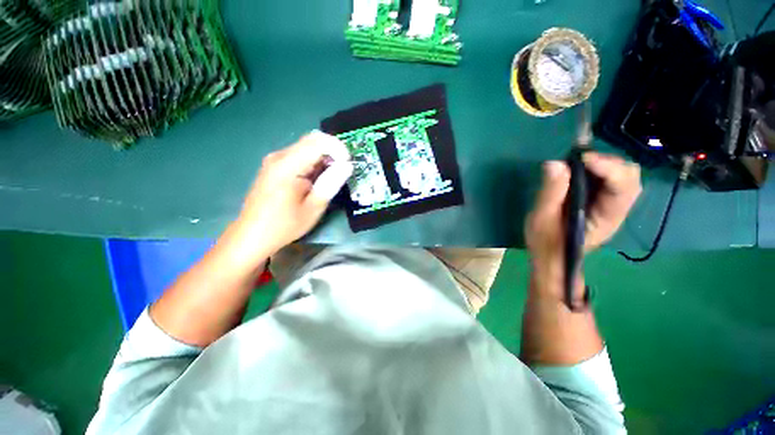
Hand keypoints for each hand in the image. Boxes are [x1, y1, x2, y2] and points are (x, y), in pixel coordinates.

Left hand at [228, 131, 351, 259]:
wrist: (252, 236)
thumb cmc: (284, 225)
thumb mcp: (313, 207)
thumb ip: (331, 183)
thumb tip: (347, 165)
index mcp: (287, 166)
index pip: (318, 142)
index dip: (338, 149)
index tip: (348, 164)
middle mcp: (279, 156)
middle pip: (312, 140)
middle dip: (333, 151)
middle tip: (343, 170)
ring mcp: (274, 160)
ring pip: (306, 146)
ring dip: (324, 157)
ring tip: (332, 177)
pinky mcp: (274, 166)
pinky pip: (299, 155)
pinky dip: (314, 162)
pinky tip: (317, 179)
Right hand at [525, 153, 641, 297]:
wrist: (552, 258)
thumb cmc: (546, 242)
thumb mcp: (542, 219)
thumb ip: (550, 192)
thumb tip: (555, 163)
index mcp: (607, 217)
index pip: (623, 186)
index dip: (607, 167)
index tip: (580, 158)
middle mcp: (617, 209)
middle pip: (630, 177)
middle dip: (607, 162)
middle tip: (577, 160)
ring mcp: (612, 206)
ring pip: (624, 176)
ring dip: (604, 164)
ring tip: (577, 163)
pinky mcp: (603, 203)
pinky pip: (611, 180)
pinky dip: (599, 169)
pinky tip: (580, 171)